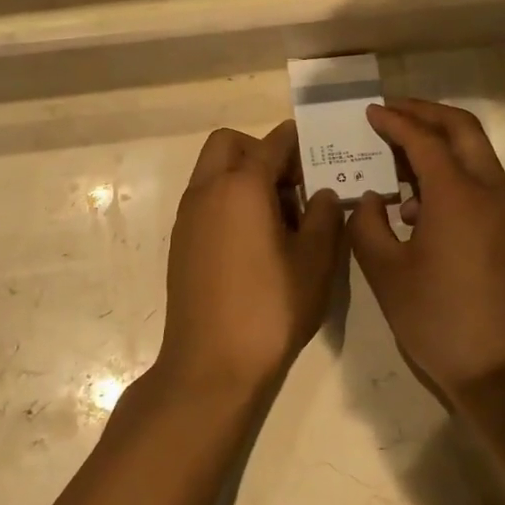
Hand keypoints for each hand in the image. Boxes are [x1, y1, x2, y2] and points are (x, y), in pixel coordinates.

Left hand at [158, 122, 345, 399]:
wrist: (211, 364)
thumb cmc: (270, 308)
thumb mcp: (314, 262)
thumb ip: (323, 217)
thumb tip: (322, 194)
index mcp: (241, 187)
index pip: (272, 143)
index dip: (298, 140)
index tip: (319, 150)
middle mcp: (207, 191)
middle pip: (228, 144)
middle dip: (260, 150)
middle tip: (292, 183)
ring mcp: (187, 216)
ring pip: (212, 171)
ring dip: (243, 175)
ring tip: (280, 216)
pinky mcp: (181, 241)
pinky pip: (205, 199)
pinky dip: (228, 199)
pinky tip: (255, 239)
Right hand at [347, 100, 504, 406]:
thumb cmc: (439, 320)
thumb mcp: (386, 273)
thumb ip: (368, 225)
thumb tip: (371, 199)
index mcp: (457, 194)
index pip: (423, 138)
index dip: (394, 120)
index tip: (369, 112)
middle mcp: (489, 190)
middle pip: (461, 128)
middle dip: (425, 113)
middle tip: (392, 112)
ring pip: (475, 152)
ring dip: (440, 142)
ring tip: (398, 157)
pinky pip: (481, 180)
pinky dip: (452, 171)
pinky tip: (420, 203)